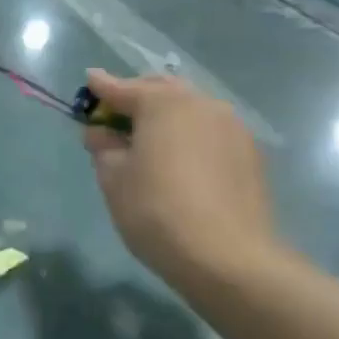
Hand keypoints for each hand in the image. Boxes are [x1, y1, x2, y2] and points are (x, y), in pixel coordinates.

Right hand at [82, 70, 276, 286]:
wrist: (228, 258)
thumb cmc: (156, 210)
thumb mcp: (113, 177)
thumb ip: (103, 146)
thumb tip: (102, 133)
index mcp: (164, 103)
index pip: (123, 88)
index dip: (101, 87)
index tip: (88, 81)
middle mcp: (202, 104)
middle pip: (162, 90)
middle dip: (137, 96)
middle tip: (115, 116)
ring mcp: (232, 128)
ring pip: (190, 109)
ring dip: (166, 116)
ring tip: (148, 139)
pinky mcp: (250, 154)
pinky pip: (210, 132)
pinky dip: (189, 135)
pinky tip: (178, 158)